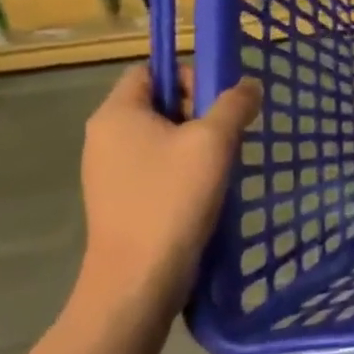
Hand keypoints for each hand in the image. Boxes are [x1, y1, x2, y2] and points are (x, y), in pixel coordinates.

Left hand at [76, 66, 261, 312]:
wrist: (137, 283)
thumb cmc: (171, 199)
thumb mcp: (213, 141)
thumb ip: (234, 104)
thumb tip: (249, 85)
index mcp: (116, 114)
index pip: (151, 70)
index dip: (187, 75)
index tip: (216, 102)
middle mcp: (104, 138)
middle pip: (158, 103)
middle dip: (197, 112)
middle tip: (226, 135)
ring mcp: (109, 173)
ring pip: (161, 137)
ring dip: (195, 144)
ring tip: (220, 165)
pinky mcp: (119, 202)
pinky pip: (155, 168)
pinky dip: (182, 171)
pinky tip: (205, 191)